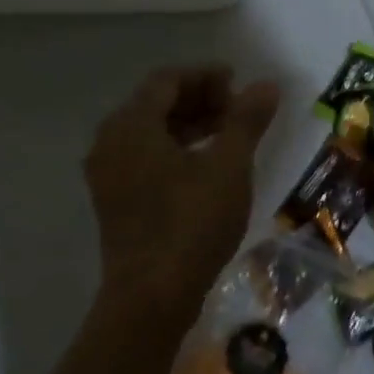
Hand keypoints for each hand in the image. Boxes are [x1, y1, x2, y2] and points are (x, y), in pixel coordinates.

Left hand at [85, 65, 280, 325]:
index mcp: (131, 125)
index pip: (167, 80)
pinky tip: (205, 165)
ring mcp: (107, 173)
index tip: (239, 84)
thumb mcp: (229, 166)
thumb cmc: (191, 223)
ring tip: (228, 134)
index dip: (205, 76)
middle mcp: (110, 142)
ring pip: (150, 131)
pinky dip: (174, 149)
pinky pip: (144, 157)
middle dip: (199, 99)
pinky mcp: (114, 200)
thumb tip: (266, 85)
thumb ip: (246, 120)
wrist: (152, 298)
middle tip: (237, 109)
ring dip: (189, 124)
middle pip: (155, 103)